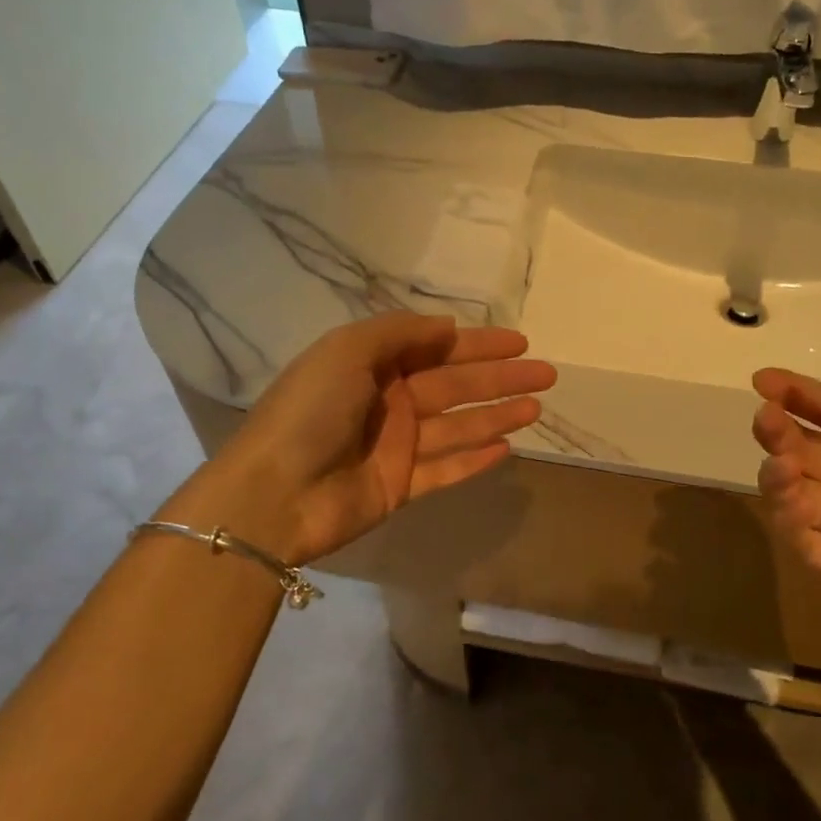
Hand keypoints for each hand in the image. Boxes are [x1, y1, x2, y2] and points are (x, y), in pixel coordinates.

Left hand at [205, 313, 555, 565]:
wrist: (273, 494)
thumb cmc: (310, 412)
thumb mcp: (347, 351)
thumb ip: (398, 333)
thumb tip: (446, 326)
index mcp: (373, 366)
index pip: (437, 348)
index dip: (479, 344)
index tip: (519, 342)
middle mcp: (388, 401)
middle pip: (456, 385)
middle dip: (501, 378)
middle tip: (547, 374)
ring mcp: (396, 446)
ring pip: (458, 426)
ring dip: (497, 415)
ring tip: (537, 408)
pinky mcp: (400, 486)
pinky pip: (446, 469)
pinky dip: (474, 459)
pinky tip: (507, 449)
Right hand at [750, 370, 820, 672]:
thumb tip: (800, 389)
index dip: (797, 394)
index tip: (761, 381)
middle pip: (803, 447)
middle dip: (779, 430)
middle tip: (767, 421)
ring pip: (793, 490)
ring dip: (778, 474)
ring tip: (786, 469)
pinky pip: (802, 539)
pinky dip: (789, 519)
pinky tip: (803, 506)